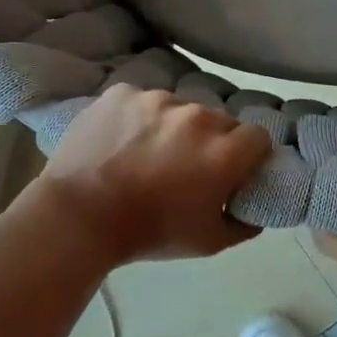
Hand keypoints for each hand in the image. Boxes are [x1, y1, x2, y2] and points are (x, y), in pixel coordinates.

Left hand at [28, 86, 271, 263]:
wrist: (78, 216)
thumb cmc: (149, 232)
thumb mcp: (207, 243)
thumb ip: (243, 225)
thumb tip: (255, 212)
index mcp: (224, 151)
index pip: (258, 137)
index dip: (249, 154)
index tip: (234, 170)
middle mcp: (197, 117)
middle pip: (220, 120)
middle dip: (212, 140)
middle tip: (189, 166)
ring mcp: (157, 99)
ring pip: (179, 108)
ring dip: (174, 127)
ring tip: (147, 153)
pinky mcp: (123, 93)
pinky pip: (142, 101)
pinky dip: (138, 117)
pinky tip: (121, 140)